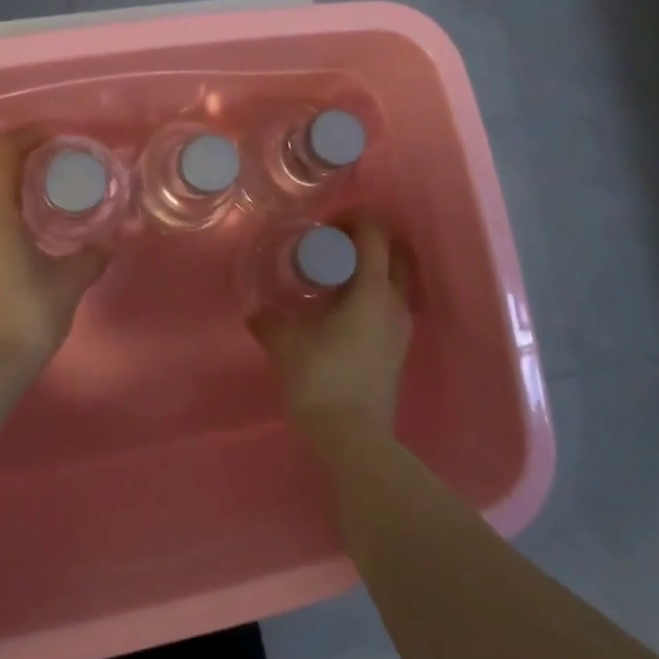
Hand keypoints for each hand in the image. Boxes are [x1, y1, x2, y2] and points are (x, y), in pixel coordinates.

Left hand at [0, 131, 111, 370]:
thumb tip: (110, 243)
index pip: (3, 155)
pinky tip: (15, 211)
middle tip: (34, 155)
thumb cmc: (32, 314)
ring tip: (25, 179)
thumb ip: (93, 256)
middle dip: (0, 150)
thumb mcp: (71, 281)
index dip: (27, 136)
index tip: (55, 137)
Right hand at [248, 219, 413, 441]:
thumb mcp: (285, 343)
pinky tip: (343, 308)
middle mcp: (395, 302)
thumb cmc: (321, 380)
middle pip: (397, 251)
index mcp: (373, 290)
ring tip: (337, 276)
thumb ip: (269, 320)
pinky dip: (374, 292)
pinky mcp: (399, 348)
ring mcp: (402, 327)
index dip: (353, 219)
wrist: (353, 439)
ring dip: (374, 267)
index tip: (325, 226)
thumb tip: (256, 310)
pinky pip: (392, 303)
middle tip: (335, 245)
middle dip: (370, 239)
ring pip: (398, 279)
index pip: (375, 234)